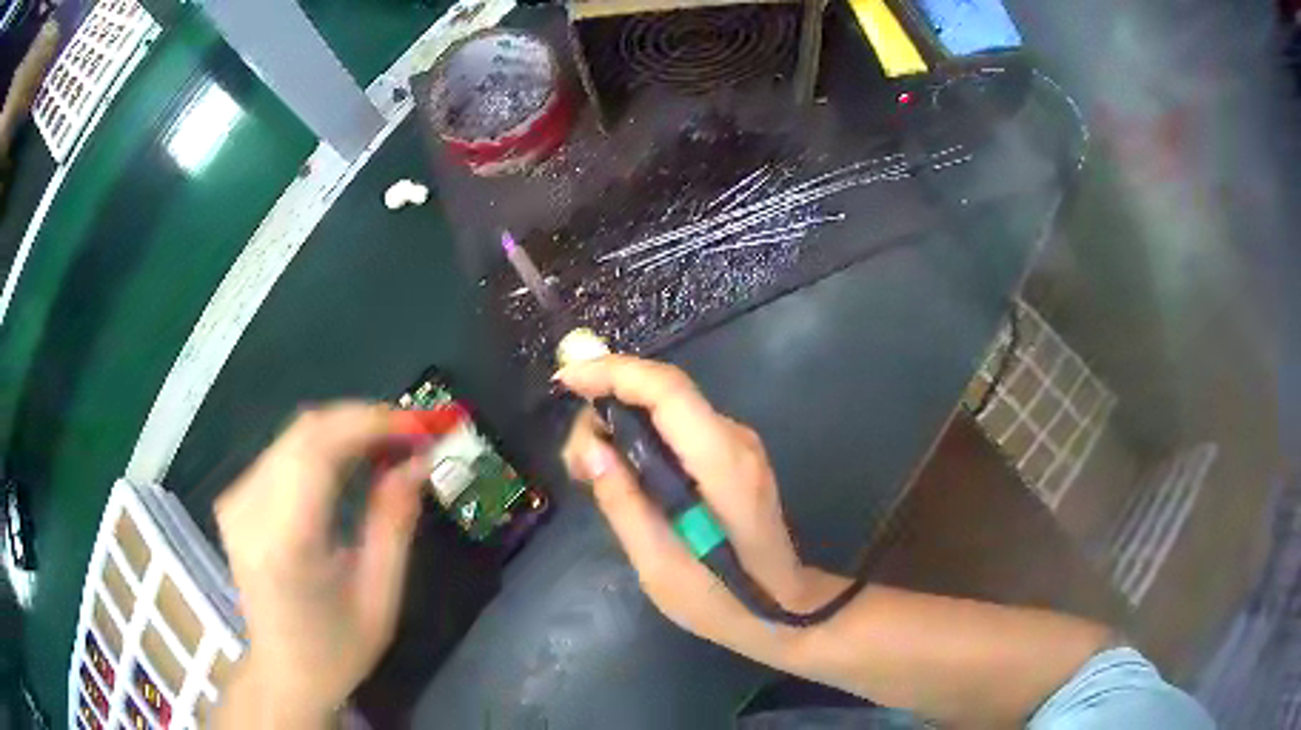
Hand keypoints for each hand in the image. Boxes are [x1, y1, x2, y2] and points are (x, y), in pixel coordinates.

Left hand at [213, 403, 426, 727]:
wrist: (283, 672)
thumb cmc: (338, 649)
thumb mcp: (380, 597)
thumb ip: (394, 523)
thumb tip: (418, 461)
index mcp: (284, 543)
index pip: (318, 450)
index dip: (371, 423)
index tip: (421, 425)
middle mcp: (248, 510)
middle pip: (305, 432)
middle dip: (364, 421)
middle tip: (413, 434)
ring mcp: (235, 500)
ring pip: (294, 436)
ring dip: (346, 431)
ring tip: (390, 447)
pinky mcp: (234, 498)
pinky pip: (283, 452)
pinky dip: (324, 446)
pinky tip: (351, 462)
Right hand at [558, 356, 846, 662]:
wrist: (782, 607)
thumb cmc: (721, 598)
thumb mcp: (658, 565)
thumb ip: (623, 503)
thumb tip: (590, 448)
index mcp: (722, 464)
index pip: (667, 390)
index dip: (613, 373)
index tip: (565, 381)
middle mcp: (735, 439)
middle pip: (664, 393)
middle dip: (608, 405)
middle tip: (574, 461)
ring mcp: (739, 445)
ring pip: (668, 408)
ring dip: (621, 424)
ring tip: (589, 473)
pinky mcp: (733, 456)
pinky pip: (679, 428)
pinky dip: (641, 437)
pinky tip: (621, 474)